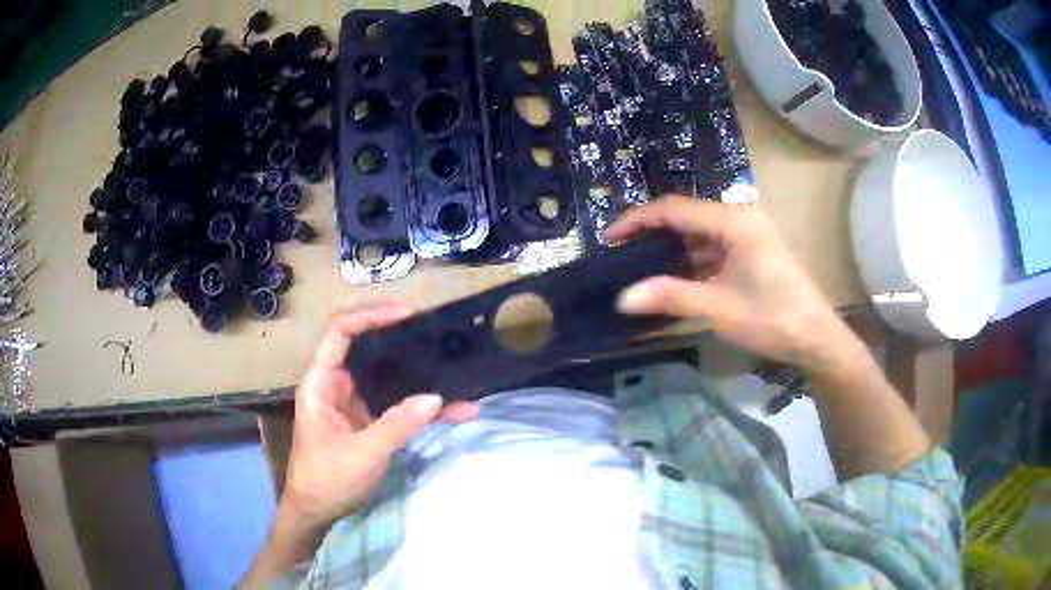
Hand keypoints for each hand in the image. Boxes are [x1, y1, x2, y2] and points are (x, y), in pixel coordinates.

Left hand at [242, 307, 477, 586]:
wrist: (316, 512)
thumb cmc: (326, 479)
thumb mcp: (362, 453)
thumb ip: (397, 425)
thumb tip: (435, 397)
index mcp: (322, 381)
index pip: (340, 331)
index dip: (371, 316)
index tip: (408, 315)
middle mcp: (337, 384)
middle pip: (368, 348)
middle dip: (403, 342)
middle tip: (438, 337)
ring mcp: (354, 402)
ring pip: (388, 377)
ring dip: (419, 376)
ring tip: (454, 370)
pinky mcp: (368, 420)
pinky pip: (397, 405)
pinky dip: (422, 407)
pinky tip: (454, 411)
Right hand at [607, 197, 862, 371]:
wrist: (816, 338)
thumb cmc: (773, 318)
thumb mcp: (719, 308)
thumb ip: (671, 297)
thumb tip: (622, 298)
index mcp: (734, 221)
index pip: (674, 209)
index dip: (637, 220)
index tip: (608, 239)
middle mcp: (739, 218)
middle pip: (686, 217)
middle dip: (651, 234)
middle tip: (620, 255)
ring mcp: (747, 234)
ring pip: (698, 233)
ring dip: (671, 249)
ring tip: (639, 268)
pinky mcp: (751, 251)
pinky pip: (712, 248)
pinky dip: (691, 261)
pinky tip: (672, 278)